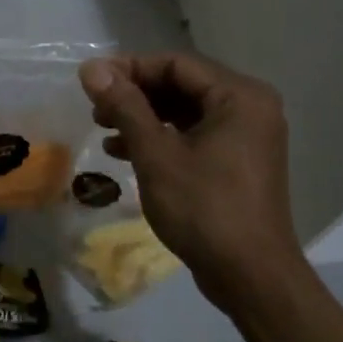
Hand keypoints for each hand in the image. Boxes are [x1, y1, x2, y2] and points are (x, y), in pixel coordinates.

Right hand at [78, 52, 304, 313]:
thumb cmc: (204, 208)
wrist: (251, 277)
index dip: (129, 68)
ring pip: (185, 112)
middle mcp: (249, 108)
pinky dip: (160, 139)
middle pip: (181, 85)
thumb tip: (91, 68)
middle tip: (95, 108)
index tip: (91, 82)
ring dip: (143, 117)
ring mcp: (246, 137)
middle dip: (135, 94)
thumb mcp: (156, 154)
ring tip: (103, 129)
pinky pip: (194, 135)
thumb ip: (124, 106)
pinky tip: (124, 153)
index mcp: (239, 96)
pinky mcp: (237, 162)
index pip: (176, 64)